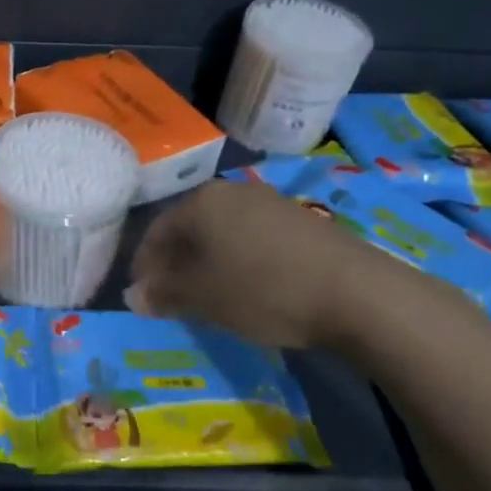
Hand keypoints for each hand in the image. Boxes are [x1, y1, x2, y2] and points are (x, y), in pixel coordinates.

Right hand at [128, 179, 408, 348]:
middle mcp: (232, 192)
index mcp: (200, 202)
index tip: (144, 297)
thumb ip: (163, 294)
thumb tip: (133, 296)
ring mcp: (269, 202)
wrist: (357, 293)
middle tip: (173, 299)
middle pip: (189, 229)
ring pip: (221, 233)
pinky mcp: (300, 221)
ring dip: (208, 263)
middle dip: (176, 264)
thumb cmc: (263, 290)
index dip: (144, 266)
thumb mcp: (203, 298)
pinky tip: (248, 288)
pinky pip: (252, 238)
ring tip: (210, 297)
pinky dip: (239, 261)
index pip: (155, 232)